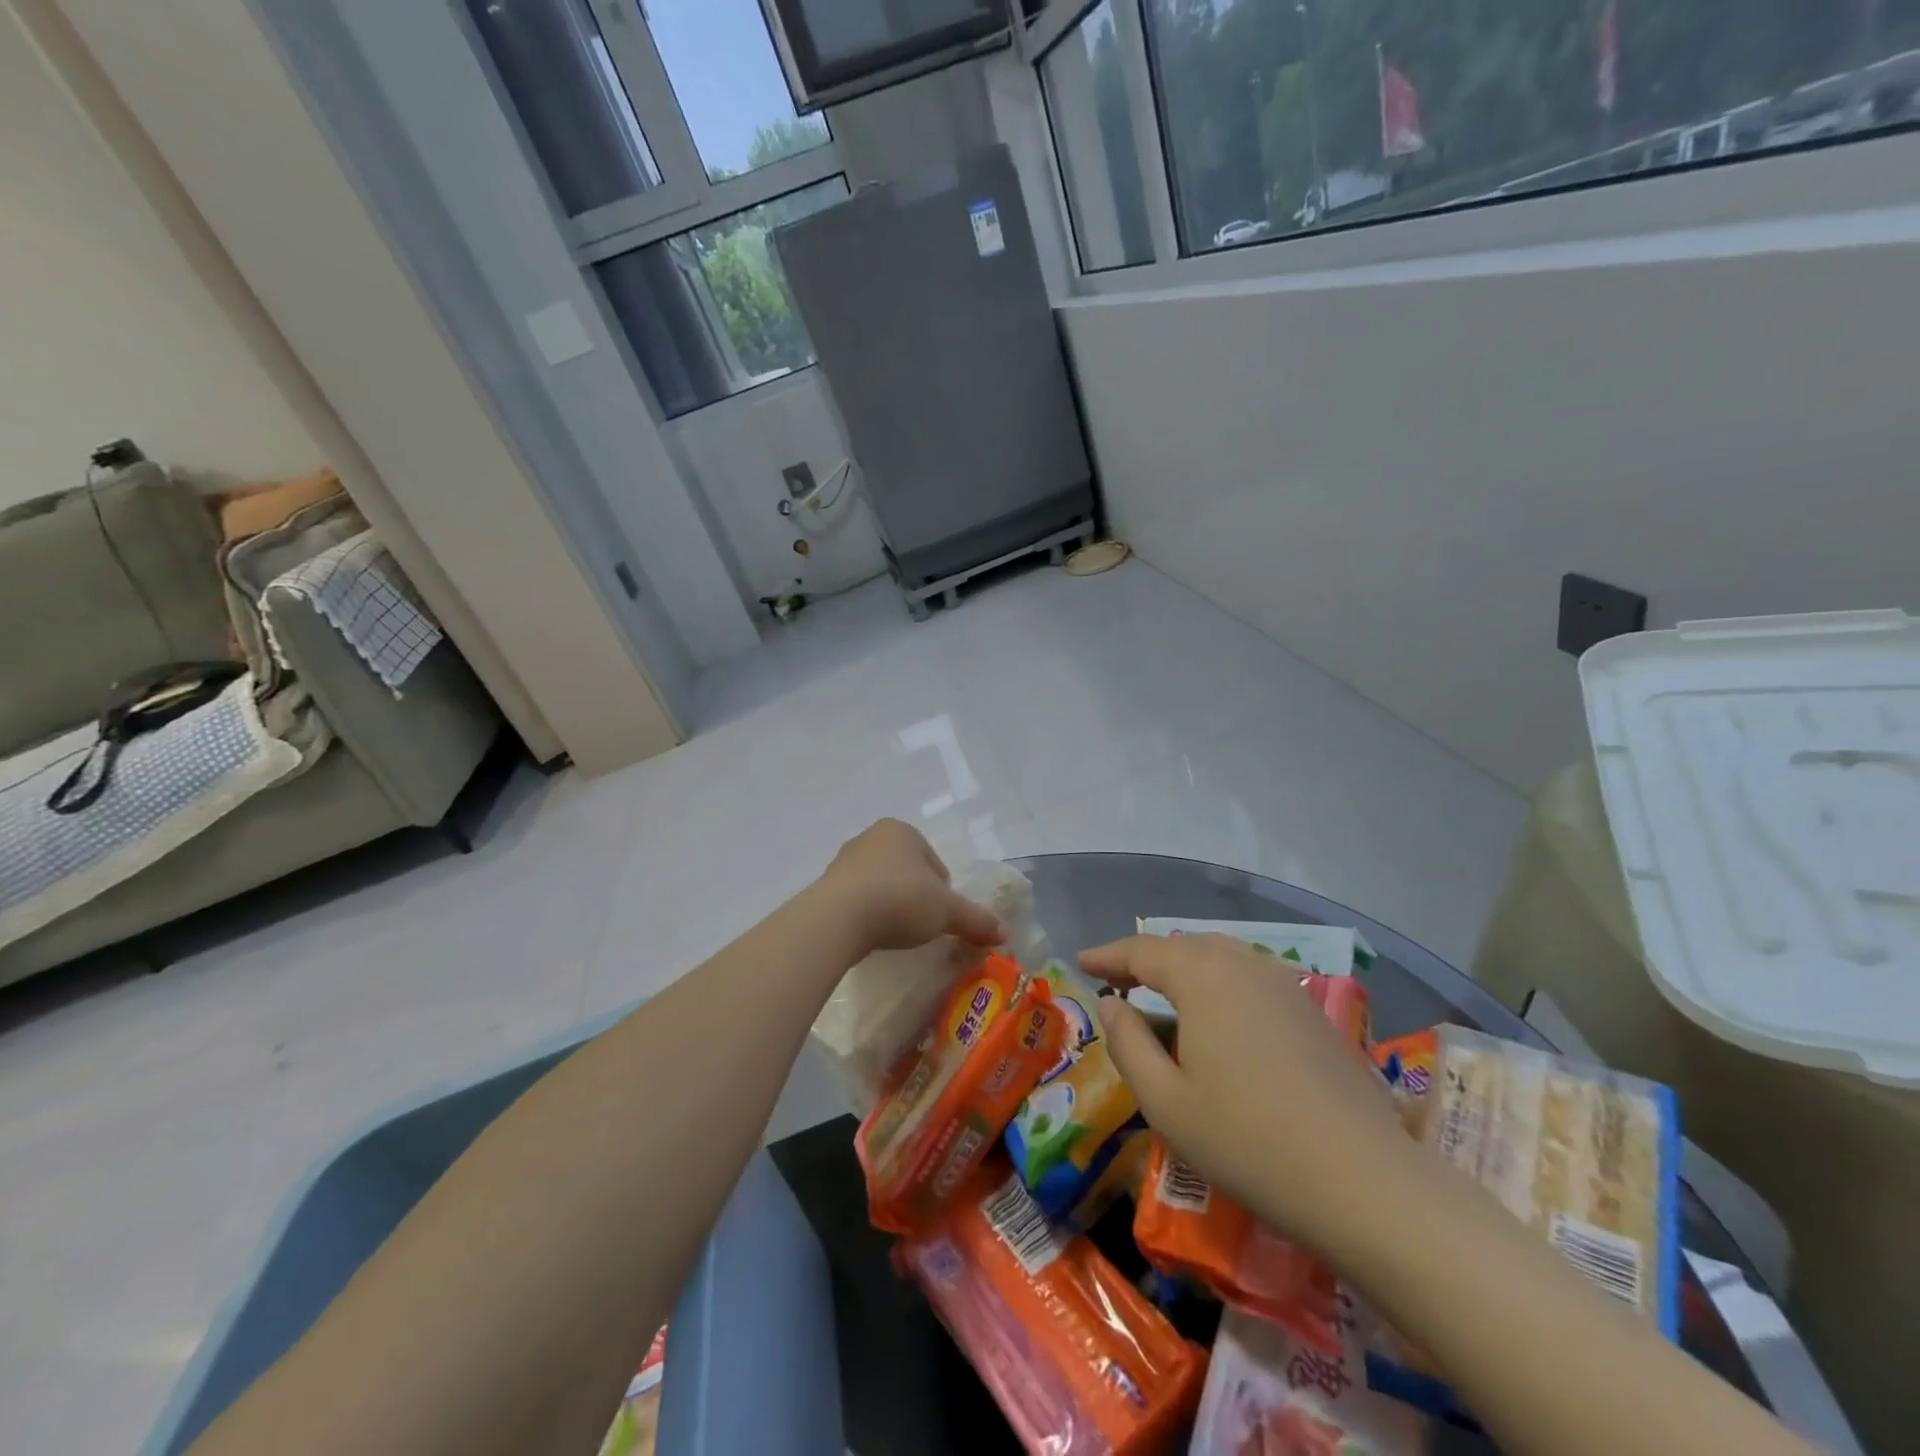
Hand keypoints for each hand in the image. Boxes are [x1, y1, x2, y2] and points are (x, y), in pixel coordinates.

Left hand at [817, 820, 1004, 955]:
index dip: (943, 892)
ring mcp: (844, 861)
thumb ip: (976, 920)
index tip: (940, 917)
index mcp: (902, 831)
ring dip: (890, 905)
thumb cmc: (900, 900)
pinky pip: (857, 900)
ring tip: (894, 933)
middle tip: (920, 927)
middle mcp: (871, 837)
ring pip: (881, 884)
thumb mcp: (947, 912)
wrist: (837, 919)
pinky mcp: (825, 886)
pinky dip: (868, 915)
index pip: (935, 863)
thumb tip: (1004, 933)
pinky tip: (870, 934)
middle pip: (907, 872)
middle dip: (916, 897)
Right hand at [1082, 934, 1411, 1261]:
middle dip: (1146, 958)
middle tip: (1116, 978)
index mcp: (1203, 977)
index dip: (1109, 955)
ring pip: (1221, 957)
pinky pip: (1250, 976)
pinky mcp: (1311, 1011)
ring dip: (1184, 967)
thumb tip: (1111, 1007)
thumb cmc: (1249, 1142)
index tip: (1082, 961)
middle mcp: (1243, 965)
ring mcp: (1284, 985)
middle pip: (1184, 946)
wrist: (1366, 1183)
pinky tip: (1218, 1014)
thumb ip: (1128, 1045)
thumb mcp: (1166, 1103)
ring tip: (1161, 991)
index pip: (1143, 951)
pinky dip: (1219, 981)